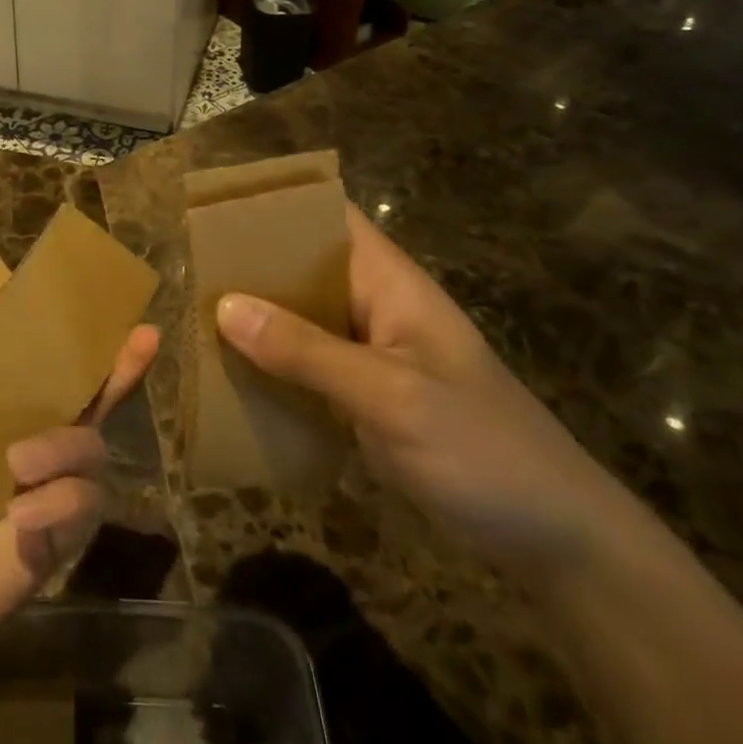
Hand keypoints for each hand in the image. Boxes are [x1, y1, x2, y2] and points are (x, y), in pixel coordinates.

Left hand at [0, 296, 158, 743]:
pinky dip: (62, 500)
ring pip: (90, 452)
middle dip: (114, 371)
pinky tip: (23, 511)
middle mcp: (7, 450)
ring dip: (68, 443)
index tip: (85, 306)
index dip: (54, 339)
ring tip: (20, 460)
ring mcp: (28, 499)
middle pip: (76, 403)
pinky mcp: (42, 547)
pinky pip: (81, 509)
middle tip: (146, 336)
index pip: (24, 369)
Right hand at [215, 204, 622, 584]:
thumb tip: (224, 306)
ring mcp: (369, 353)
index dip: (276, 203)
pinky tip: (230, 378)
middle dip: (250, 265)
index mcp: (388, 281)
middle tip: (188, 271)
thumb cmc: (482, 448)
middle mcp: (374, 305)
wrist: (554, 540)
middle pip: (303, 266)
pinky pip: (306, 367)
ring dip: (255, 319)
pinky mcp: (364, 396)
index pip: (328, 216)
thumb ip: (308, 352)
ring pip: (300, 318)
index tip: (215, 207)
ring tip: (193, 320)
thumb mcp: (392, 397)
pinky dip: (272, 366)